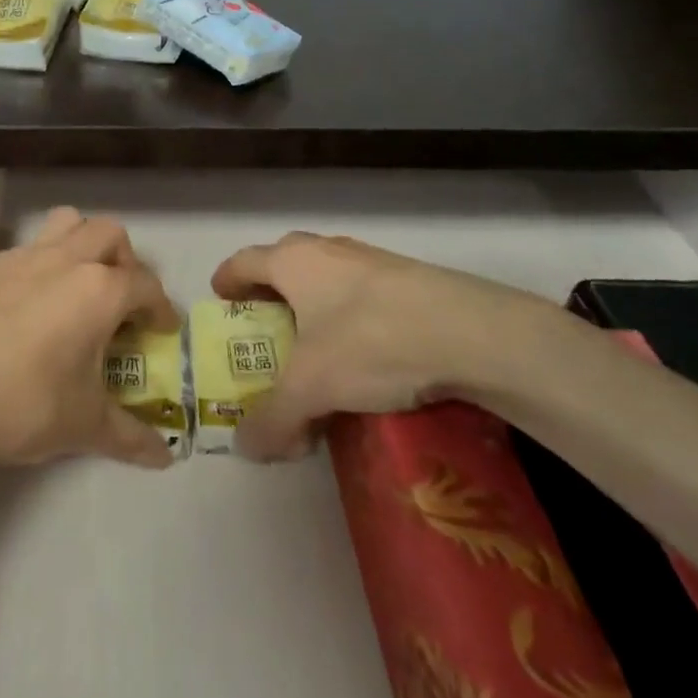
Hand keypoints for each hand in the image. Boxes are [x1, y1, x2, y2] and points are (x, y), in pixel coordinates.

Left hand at [0, 207, 180, 476]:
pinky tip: (21, 311)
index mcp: (97, 290)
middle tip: (119, 300)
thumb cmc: (24, 405)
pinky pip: (20, 252)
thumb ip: (129, 436)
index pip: (144, 285)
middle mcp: (61, 261)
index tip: (162, 328)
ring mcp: (17, 259)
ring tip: (74, 289)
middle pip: (107, 234)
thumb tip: (164, 458)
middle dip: (124, 260)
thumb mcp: (84, 425)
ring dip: (79, 246)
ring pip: (62, 225)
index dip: (160, 306)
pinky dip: (35, 269)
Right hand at [210, 232, 571, 459]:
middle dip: (270, 294)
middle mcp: (327, 250)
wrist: (477, 334)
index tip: (221, 302)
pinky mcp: (411, 279)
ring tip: (319, 348)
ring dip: (314, 304)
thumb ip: (273, 419)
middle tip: (267, 331)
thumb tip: (245, 448)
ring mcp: (372, 259)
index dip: (226, 281)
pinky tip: (369, 354)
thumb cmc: (373, 343)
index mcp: (293, 261)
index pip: (243, 261)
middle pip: (283, 264)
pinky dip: (353, 315)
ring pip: (327, 276)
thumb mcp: (312, 389)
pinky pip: (364, 292)